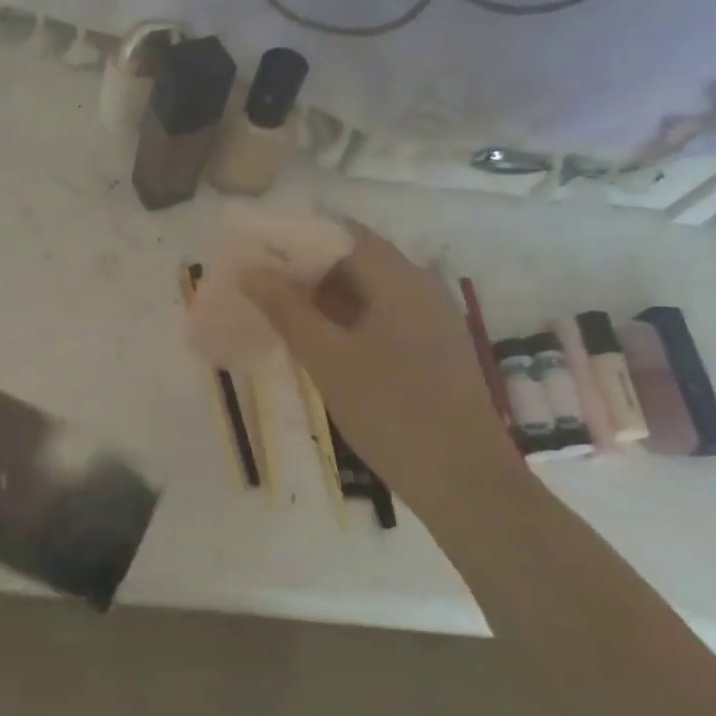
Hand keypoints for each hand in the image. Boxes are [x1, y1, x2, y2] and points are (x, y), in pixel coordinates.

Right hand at [242, 225, 517, 498]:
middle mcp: (420, 289)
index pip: (342, 233)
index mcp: (399, 279)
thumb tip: (251, 271)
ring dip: (323, 296)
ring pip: (367, 292)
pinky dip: (344, 320)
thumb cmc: (391, 411)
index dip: (298, 235)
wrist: (465, 482)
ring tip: (276, 309)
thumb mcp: (328, 358)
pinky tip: (315, 341)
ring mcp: (430, 321)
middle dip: (305, 267)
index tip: (257, 247)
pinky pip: (380, 318)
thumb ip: (287, 309)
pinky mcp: (432, 351)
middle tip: (258, 281)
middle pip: (355, 260)